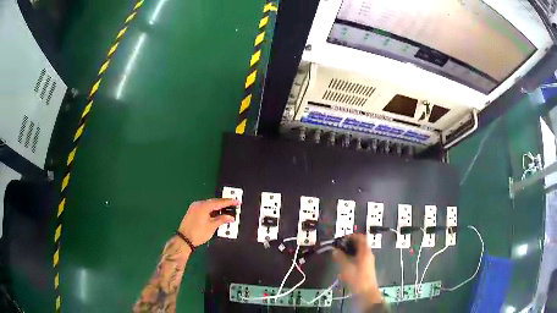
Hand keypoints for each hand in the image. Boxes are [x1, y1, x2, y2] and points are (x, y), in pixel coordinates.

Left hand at [178, 198, 238, 245]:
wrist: (184, 239)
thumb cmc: (198, 233)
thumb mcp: (212, 227)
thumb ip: (222, 220)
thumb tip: (231, 217)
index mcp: (203, 206)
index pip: (219, 202)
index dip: (229, 202)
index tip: (237, 201)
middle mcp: (198, 204)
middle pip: (213, 202)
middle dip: (224, 204)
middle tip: (233, 204)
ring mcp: (194, 207)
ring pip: (209, 205)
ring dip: (217, 207)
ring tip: (227, 209)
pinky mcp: (192, 211)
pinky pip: (204, 208)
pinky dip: (211, 210)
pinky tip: (216, 213)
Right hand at [332, 234, 381, 305]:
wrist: (366, 292)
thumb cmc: (357, 278)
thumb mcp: (345, 267)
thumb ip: (339, 257)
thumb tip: (334, 250)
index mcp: (365, 252)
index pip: (361, 237)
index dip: (351, 236)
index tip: (341, 239)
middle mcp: (368, 254)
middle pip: (360, 243)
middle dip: (349, 243)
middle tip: (339, 246)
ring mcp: (368, 261)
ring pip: (359, 251)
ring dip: (350, 250)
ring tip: (340, 253)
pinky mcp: (366, 267)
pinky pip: (359, 257)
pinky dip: (352, 256)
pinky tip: (345, 262)